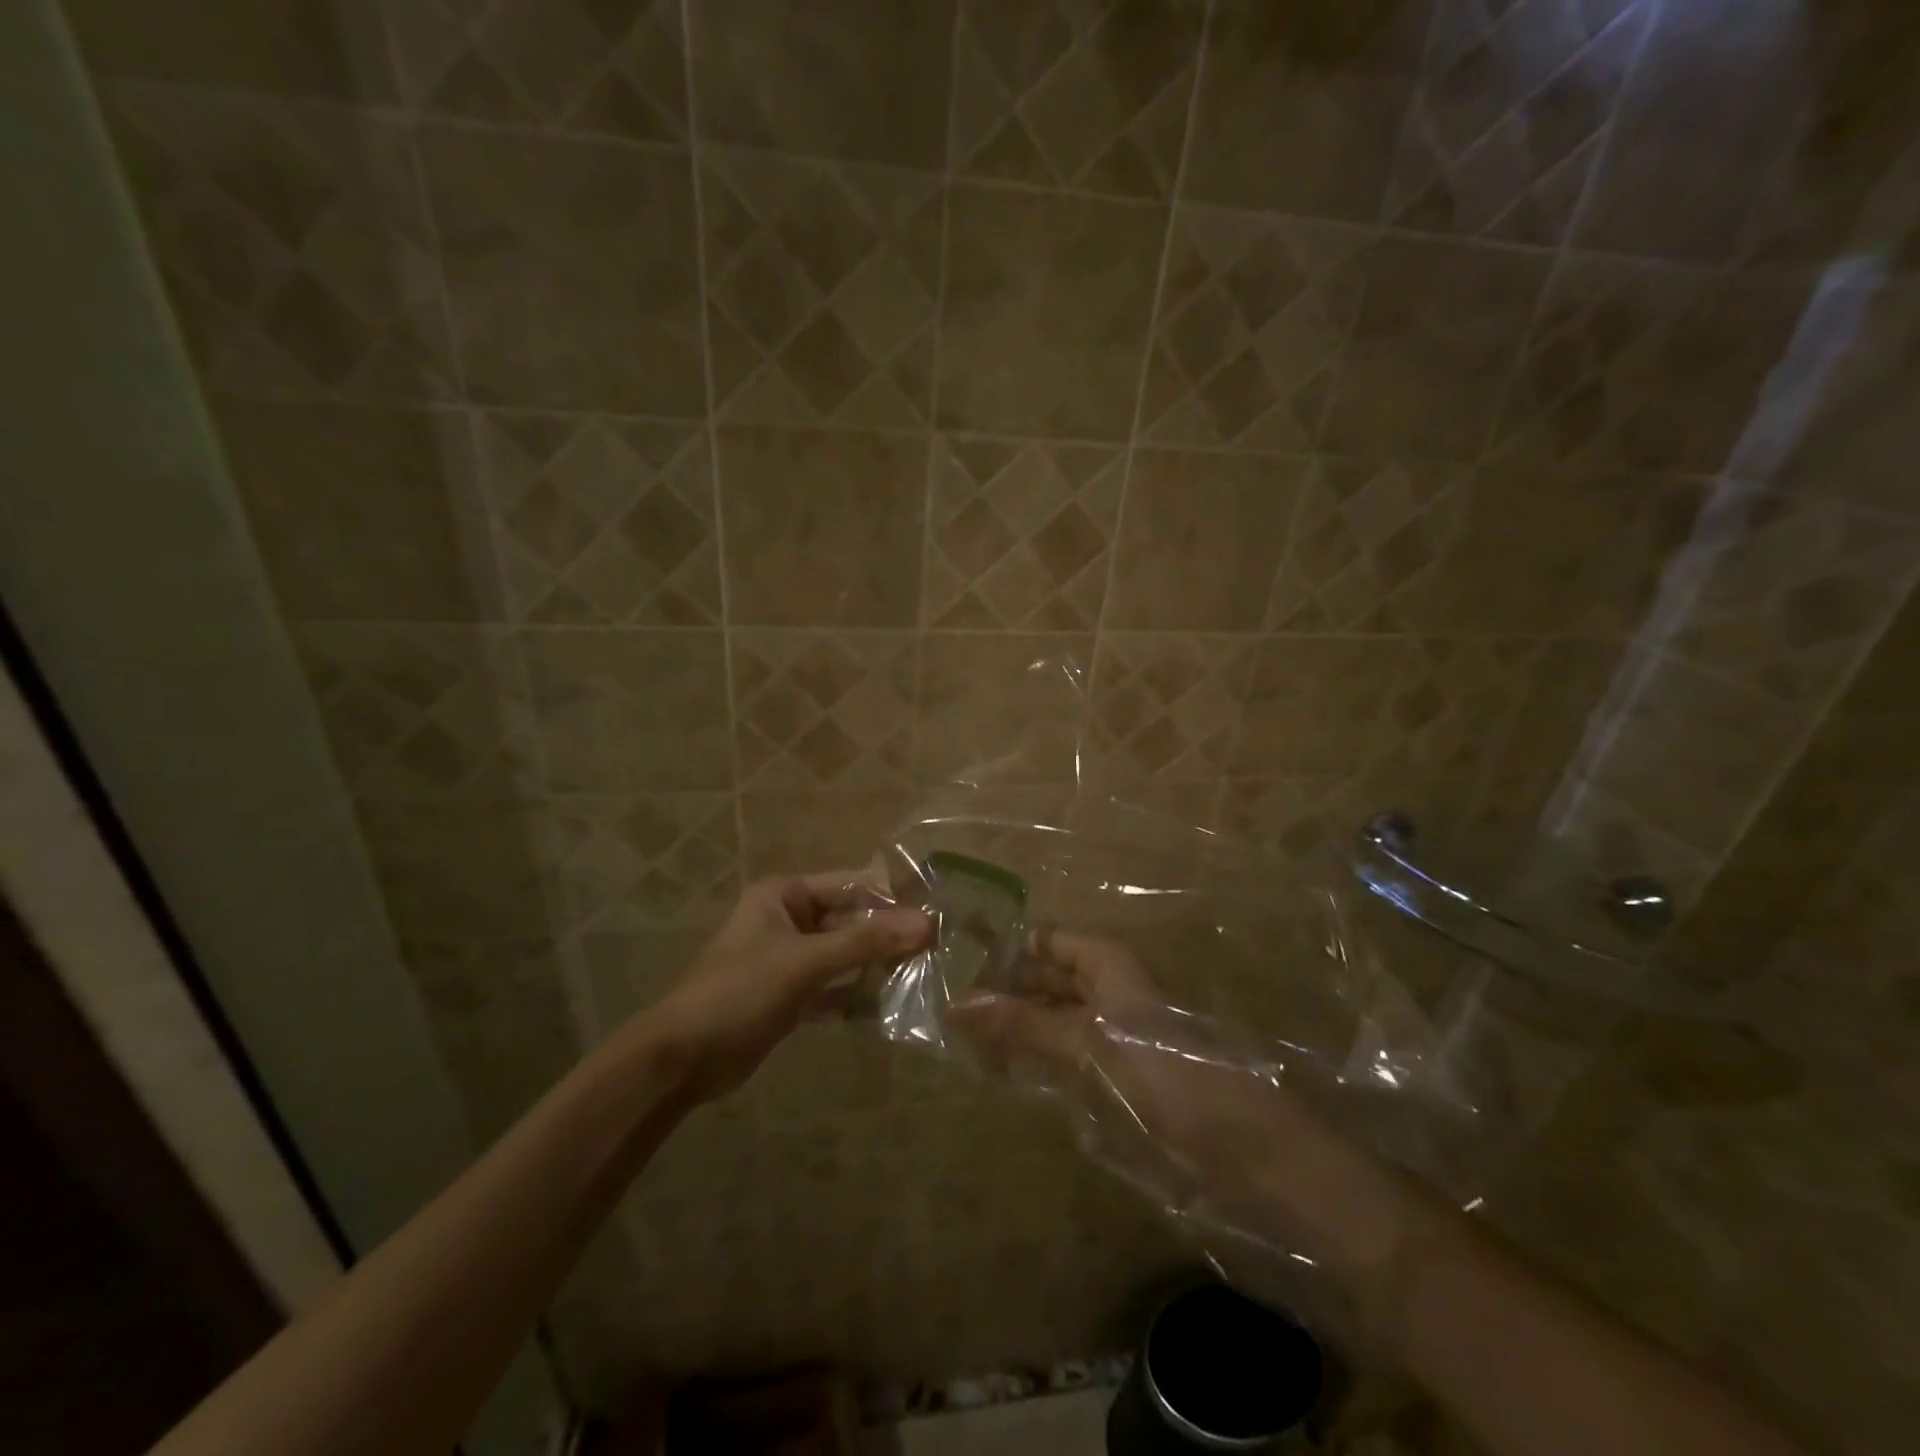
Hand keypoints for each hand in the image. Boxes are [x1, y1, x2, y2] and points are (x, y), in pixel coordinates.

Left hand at [648, 873, 929, 1100]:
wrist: (682, 1059)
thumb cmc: (738, 992)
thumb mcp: (804, 962)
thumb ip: (865, 943)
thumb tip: (926, 924)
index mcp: (785, 896)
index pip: (851, 885)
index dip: (892, 896)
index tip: (937, 910)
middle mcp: (789, 920)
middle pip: (850, 920)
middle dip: (888, 935)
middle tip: (938, 948)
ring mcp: (790, 959)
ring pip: (844, 955)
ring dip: (876, 965)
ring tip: (924, 974)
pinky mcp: (791, 995)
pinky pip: (833, 986)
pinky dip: (856, 994)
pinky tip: (890, 1005)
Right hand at [954, 931, 1416, 1302]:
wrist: (1254, 1158)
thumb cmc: (1174, 1080)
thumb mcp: (1095, 1044)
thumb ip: (1029, 1023)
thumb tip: (959, 1000)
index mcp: (1111, 966)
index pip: (1048, 939)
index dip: (1006, 944)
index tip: (953, 955)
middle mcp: (1112, 993)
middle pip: (1050, 978)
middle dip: (1004, 986)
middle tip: (944, 999)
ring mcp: (1117, 1040)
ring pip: (1054, 1020)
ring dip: (1015, 1026)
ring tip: (959, 1035)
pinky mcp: (1121, 1084)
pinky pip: (1066, 1061)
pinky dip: (1034, 1061)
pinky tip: (1003, 1073)